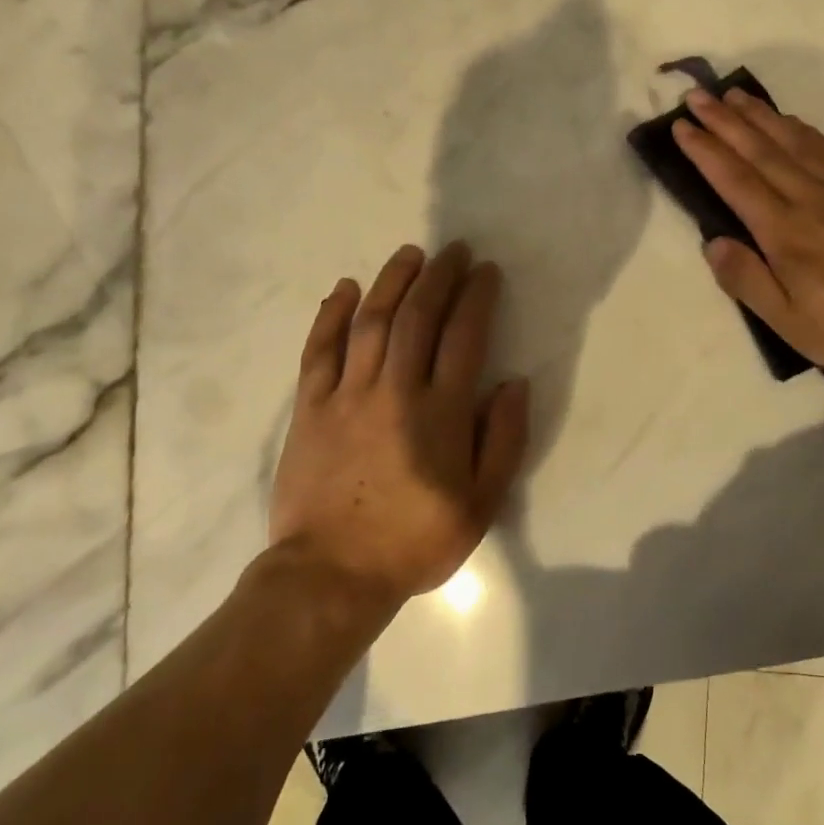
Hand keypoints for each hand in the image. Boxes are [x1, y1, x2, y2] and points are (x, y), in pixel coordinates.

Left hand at [268, 242, 528, 602]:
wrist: (332, 575)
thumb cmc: (415, 540)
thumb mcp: (481, 503)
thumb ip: (504, 440)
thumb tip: (513, 383)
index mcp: (441, 413)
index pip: (464, 336)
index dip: (477, 297)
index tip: (486, 271)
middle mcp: (396, 391)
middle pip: (418, 317)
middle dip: (439, 276)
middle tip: (454, 250)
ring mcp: (348, 395)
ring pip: (371, 322)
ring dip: (392, 282)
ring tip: (410, 254)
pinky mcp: (310, 407)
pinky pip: (320, 350)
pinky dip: (331, 315)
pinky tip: (344, 289)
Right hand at [673, 88, 823, 373]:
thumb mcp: (788, 321)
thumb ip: (747, 280)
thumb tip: (713, 242)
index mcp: (783, 231)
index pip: (734, 179)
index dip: (705, 150)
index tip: (682, 126)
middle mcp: (808, 198)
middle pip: (759, 149)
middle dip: (724, 120)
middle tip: (697, 95)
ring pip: (792, 139)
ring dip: (759, 115)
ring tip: (735, 95)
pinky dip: (800, 128)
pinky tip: (788, 119)